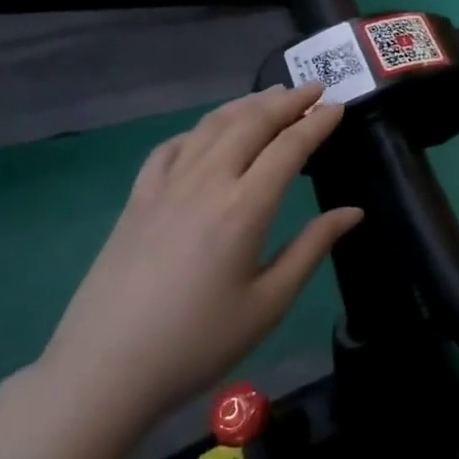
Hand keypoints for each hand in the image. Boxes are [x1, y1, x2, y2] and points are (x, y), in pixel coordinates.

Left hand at [37, 84, 363, 444]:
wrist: (106, 369)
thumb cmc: (198, 342)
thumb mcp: (268, 303)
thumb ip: (312, 248)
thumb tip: (353, 212)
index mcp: (244, 208)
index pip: (288, 148)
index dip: (317, 123)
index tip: (338, 107)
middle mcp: (206, 182)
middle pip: (250, 124)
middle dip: (286, 102)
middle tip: (313, 89)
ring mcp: (165, 187)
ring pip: (210, 127)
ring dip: (245, 106)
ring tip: (270, 97)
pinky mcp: (137, 200)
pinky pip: (171, 148)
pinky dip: (198, 130)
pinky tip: (206, 134)